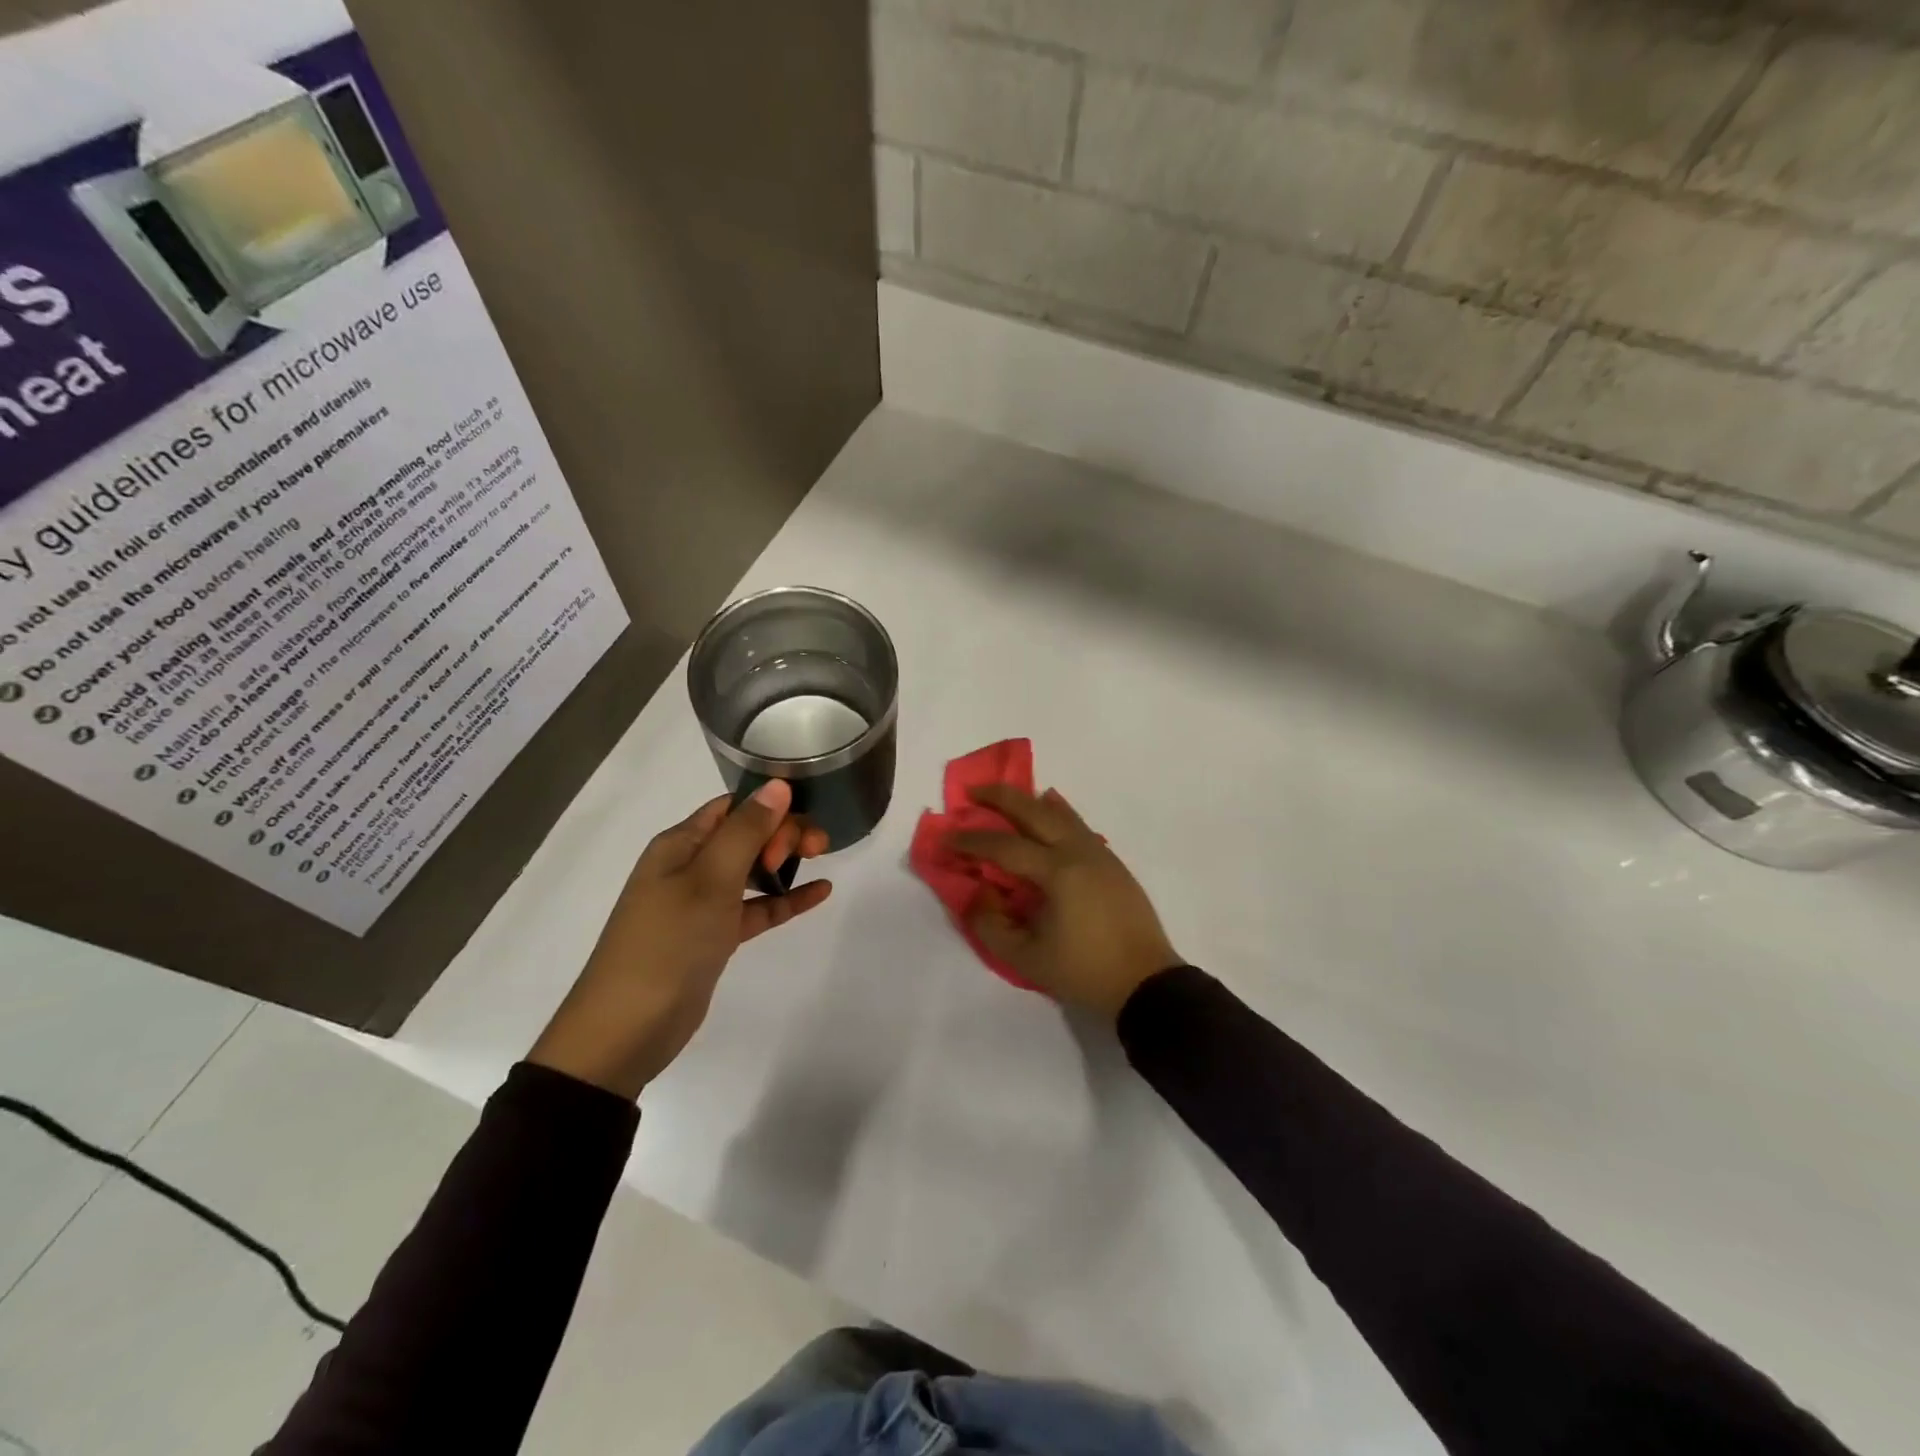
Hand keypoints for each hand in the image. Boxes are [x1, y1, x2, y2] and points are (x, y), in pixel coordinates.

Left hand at [528, 780, 831, 1099]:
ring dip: (785, 861)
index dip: (769, 808)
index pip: (732, 807)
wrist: (627, 1029)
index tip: (800, 824)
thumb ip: (747, 831)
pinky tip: (819, 892)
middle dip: (783, 833)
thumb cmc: (668, 943)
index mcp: (680, 844)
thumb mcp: (710, 880)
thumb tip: (778, 785)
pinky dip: (784, 899)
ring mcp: (701, 903)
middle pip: (745, 835)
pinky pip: (756, 908)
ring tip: (822, 859)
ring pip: (752, 869)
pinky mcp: (714, 936)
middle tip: (814, 849)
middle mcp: (689, 866)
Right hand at [949, 785, 1180, 1019]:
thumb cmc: (1084, 972)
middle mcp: (1078, 852)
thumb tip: (977, 892)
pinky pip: (1079, 825)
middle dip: (1000, 798)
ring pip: (1060, 814)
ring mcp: (1099, 853)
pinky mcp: (1112, 862)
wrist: (1146, 983)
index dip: (971, 840)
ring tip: (1006, 795)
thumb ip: (991, 925)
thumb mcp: (1027, 958)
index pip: (1004, 847)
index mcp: (1057, 873)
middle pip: (1034, 812)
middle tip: (973, 791)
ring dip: (1029, 801)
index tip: (946, 837)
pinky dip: (1059, 811)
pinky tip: (1052, 805)